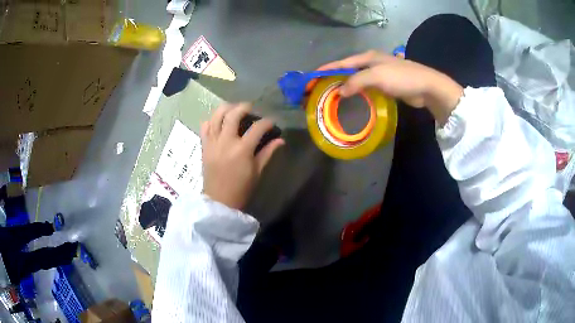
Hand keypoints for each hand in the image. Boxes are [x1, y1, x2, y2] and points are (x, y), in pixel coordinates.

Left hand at [201, 103, 284, 209]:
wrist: (220, 201)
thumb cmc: (241, 189)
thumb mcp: (257, 171)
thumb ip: (268, 152)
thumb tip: (280, 140)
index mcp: (242, 149)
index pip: (257, 128)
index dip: (267, 122)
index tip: (272, 122)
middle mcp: (226, 141)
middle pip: (233, 114)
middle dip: (244, 107)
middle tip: (250, 108)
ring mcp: (212, 142)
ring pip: (216, 116)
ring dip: (226, 109)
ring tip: (233, 109)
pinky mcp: (204, 146)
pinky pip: (205, 127)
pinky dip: (211, 120)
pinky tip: (218, 121)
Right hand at [320, 51, 463, 123]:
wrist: (427, 86)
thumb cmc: (401, 77)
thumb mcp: (376, 76)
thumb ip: (356, 82)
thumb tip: (339, 92)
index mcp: (367, 57)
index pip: (342, 62)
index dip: (327, 69)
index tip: (312, 76)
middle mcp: (371, 63)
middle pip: (348, 70)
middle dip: (334, 78)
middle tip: (321, 89)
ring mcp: (379, 74)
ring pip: (357, 80)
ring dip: (345, 87)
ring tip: (332, 96)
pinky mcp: (386, 85)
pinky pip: (367, 88)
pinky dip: (358, 93)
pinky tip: (353, 100)